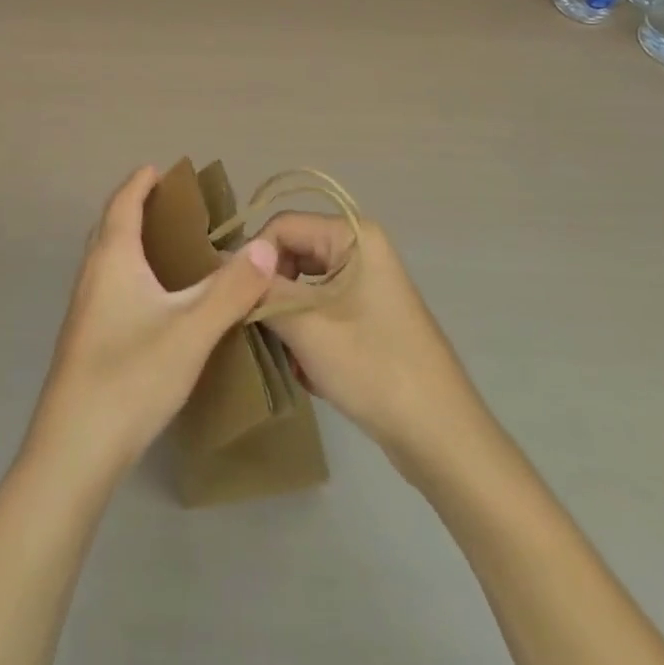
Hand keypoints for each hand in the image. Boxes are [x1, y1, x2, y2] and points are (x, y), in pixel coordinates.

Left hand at [27, 166, 278, 482]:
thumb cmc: (131, 376)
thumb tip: (266, 247)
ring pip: (107, 258)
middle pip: (110, 226)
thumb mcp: (192, 330)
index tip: (160, 169)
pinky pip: (109, 285)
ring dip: (132, 242)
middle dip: (136, 208)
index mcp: (113, 258)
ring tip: (169, 248)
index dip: (140, 183)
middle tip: (172, 206)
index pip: (123, 203)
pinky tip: (154, 302)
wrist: (74, 449)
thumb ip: (230, 289)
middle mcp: (92, 274)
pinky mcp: (85, 338)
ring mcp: (84, 309)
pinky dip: (130, 273)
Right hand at [256, 212, 483, 469]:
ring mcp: (366, 283)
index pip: (282, 226)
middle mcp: (361, 248)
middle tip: (254, 327)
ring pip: (303, 283)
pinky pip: (320, 307)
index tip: (231, 298)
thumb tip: (222, 261)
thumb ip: (262, 289)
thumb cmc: (375, 369)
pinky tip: (307, 369)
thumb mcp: (306, 327)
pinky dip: (306, 332)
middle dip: (270, 290)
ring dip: (286, 316)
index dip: (253, 258)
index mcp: (353, 236)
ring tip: (283, 353)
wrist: (441, 438)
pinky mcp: (368, 314)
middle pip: (292, 252)